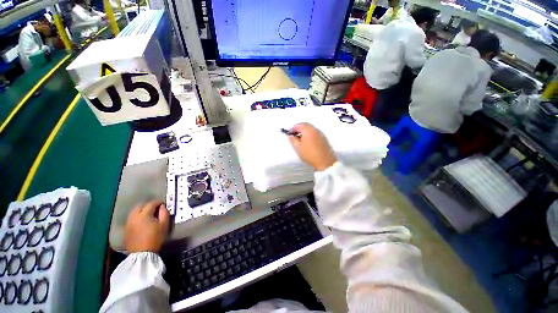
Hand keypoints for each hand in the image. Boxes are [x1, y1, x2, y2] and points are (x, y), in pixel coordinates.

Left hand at [125, 201, 169, 252]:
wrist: (142, 253)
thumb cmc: (155, 238)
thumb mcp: (164, 225)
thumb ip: (164, 213)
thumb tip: (162, 207)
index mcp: (144, 214)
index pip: (151, 203)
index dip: (158, 202)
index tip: (163, 204)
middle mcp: (134, 216)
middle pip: (141, 205)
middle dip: (149, 205)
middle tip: (156, 208)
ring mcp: (128, 222)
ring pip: (134, 211)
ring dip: (142, 210)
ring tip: (149, 214)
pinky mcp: (126, 228)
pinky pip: (132, 218)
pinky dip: (137, 216)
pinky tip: (142, 221)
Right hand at [288, 123, 336, 170]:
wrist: (324, 161)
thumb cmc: (309, 154)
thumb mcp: (298, 148)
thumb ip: (292, 140)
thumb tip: (290, 135)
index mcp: (307, 130)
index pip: (298, 125)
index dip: (292, 129)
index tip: (289, 134)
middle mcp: (314, 129)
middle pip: (305, 125)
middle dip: (299, 128)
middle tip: (294, 135)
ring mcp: (320, 133)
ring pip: (310, 128)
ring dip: (304, 131)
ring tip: (300, 139)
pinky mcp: (323, 138)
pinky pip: (315, 133)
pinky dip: (310, 134)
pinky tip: (308, 141)